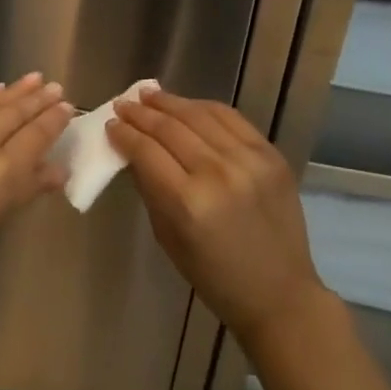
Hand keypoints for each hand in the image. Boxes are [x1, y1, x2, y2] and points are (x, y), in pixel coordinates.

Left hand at [0, 73, 71, 322]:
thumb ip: (25, 189)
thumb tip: (57, 169)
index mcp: (0, 176)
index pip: (36, 136)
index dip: (54, 120)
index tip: (68, 106)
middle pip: (14, 114)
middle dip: (37, 100)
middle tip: (54, 87)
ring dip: (12, 92)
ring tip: (32, 79)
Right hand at [107, 87, 326, 343]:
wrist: (280, 294)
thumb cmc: (215, 277)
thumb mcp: (169, 239)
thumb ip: (151, 189)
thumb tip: (133, 150)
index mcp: (188, 204)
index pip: (146, 152)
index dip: (125, 134)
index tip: (110, 123)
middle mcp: (217, 174)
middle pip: (170, 128)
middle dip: (142, 113)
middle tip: (124, 104)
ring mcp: (248, 160)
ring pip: (199, 115)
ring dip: (170, 102)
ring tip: (150, 95)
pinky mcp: (270, 153)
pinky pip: (231, 118)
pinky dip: (204, 107)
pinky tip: (188, 104)